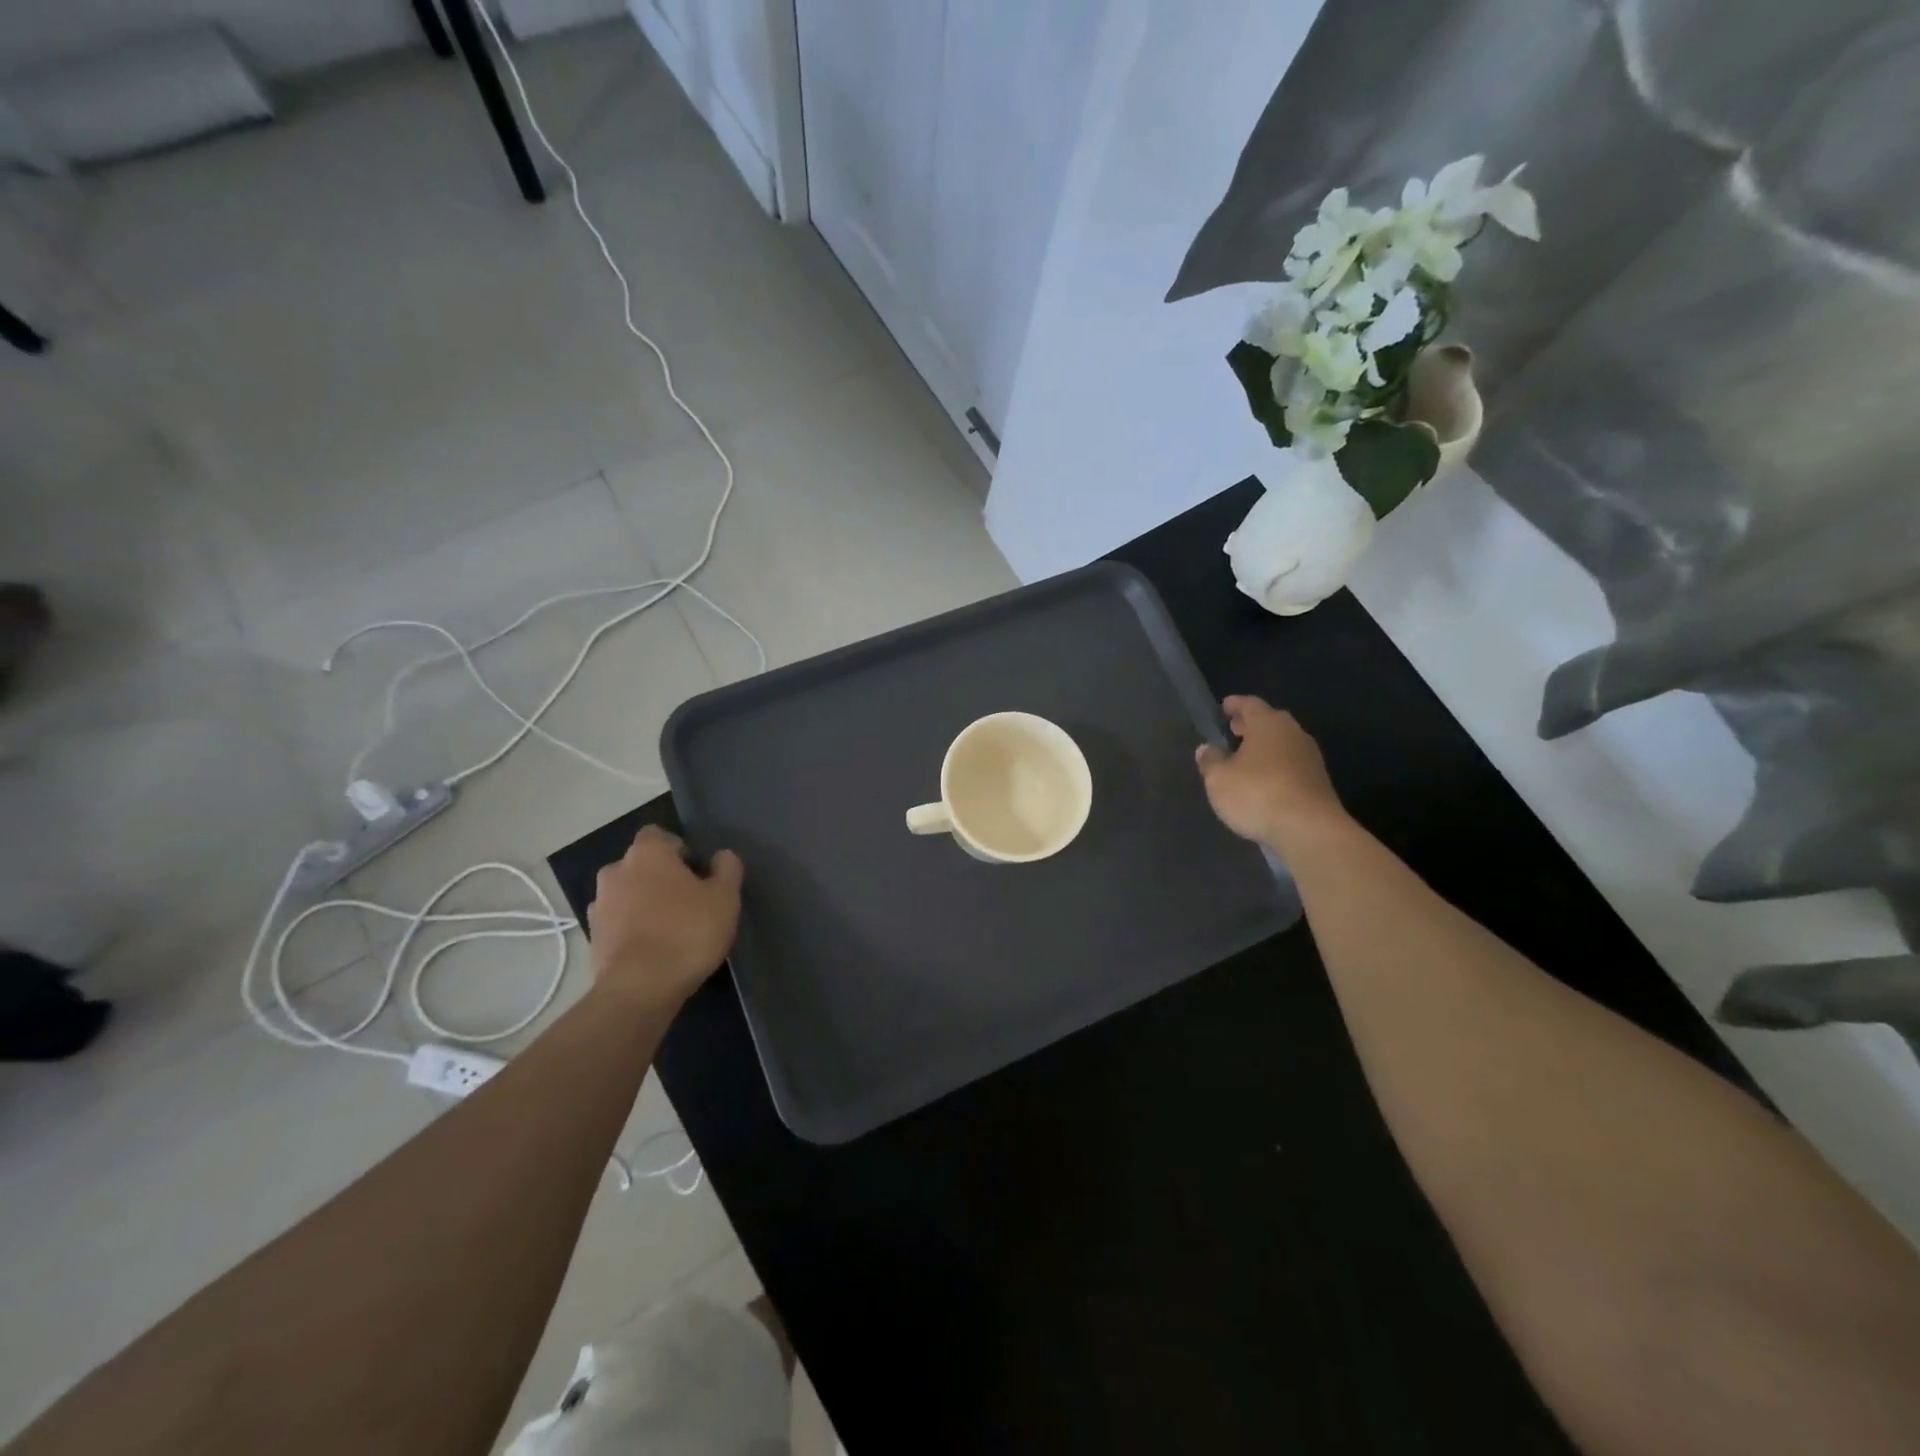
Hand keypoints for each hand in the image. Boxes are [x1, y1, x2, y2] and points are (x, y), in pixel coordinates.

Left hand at [587, 826, 742, 1011]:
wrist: (640, 988)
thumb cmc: (687, 932)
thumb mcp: (725, 897)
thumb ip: (727, 868)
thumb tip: (721, 856)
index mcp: (647, 853)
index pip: (659, 835)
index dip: (679, 850)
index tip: (697, 873)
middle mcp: (615, 871)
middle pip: (641, 865)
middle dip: (660, 878)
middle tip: (688, 901)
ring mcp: (599, 905)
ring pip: (627, 894)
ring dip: (644, 904)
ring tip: (670, 929)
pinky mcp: (593, 938)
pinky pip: (618, 923)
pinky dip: (632, 929)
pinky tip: (654, 949)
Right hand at [1195, 696, 1351, 851]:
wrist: (1309, 830)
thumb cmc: (1257, 794)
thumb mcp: (1219, 779)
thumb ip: (1211, 761)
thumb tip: (1206, 749)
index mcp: (1268, 724)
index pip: (1250, 704)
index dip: (1235, 705)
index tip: (1224, 707)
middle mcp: (1293, 734)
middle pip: (1270, 722)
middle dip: (1251, 726)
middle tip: (1234, 730)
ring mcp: (1310, 758)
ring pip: (1283, 744)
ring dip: (1265, 748)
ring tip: (1245, 759)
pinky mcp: (1319, 782)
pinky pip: (1292, 765)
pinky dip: (1276, 767)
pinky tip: (1264, 782)